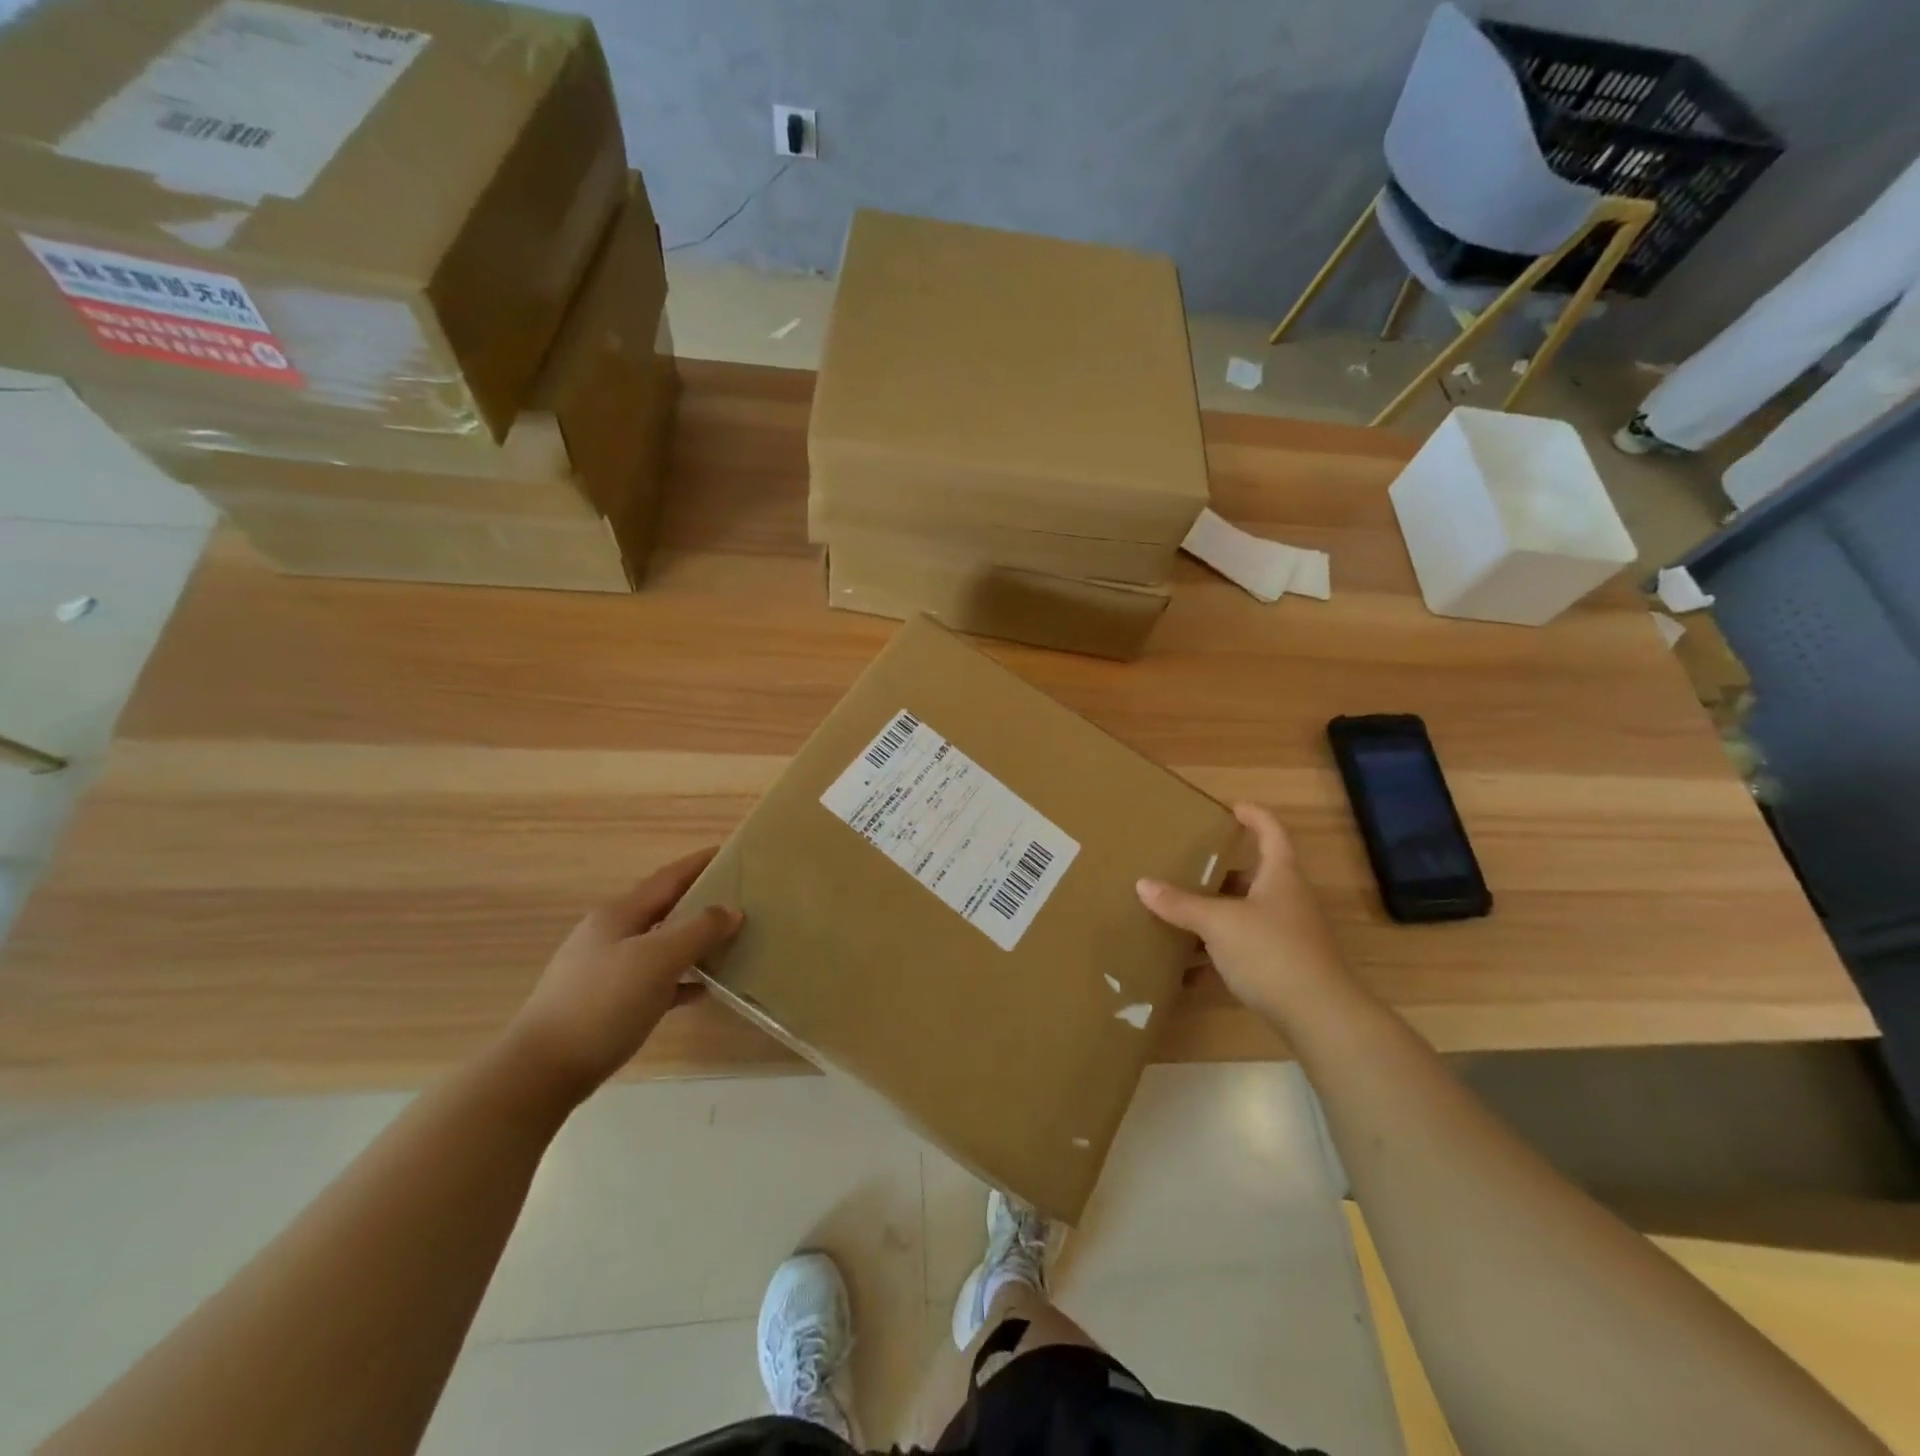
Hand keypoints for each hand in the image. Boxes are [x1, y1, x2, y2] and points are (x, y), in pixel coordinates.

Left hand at [506, 848, 741, 1099]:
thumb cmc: (603, 1004)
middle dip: (700, 900)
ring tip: (730, 941)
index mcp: (619, 914)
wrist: (542, 1071)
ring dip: (693, 941)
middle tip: (740, 898)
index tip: (733, 852)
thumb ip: (698, 931)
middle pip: (664, 908)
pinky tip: (703, 990)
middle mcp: (611, 934)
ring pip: (660, 944)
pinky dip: (680, 979)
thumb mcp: (657, 960)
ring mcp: (606, 969)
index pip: (668, 878)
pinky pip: (654, 980)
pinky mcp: (607, 1003)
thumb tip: (732, 910)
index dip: (699, 863)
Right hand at [1136, 803, 1352, 1027]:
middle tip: (1189, 864)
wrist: (1320, 1017)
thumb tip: (1143, 884)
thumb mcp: (1218, 923)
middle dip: (1223, 872)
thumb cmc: (1271, 952)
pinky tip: (1188, 970)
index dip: (1255, 817)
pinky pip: (1243, 951)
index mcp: (1280, 877)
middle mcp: (1288, 901)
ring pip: (1246, 915)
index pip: (1272, 834)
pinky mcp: (1283, 968)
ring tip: (1180, 912)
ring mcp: (1288, 936)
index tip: (1234, 807)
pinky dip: (1217, 955)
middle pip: (1255, 877)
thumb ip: (1181, 904)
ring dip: (1216, 915)